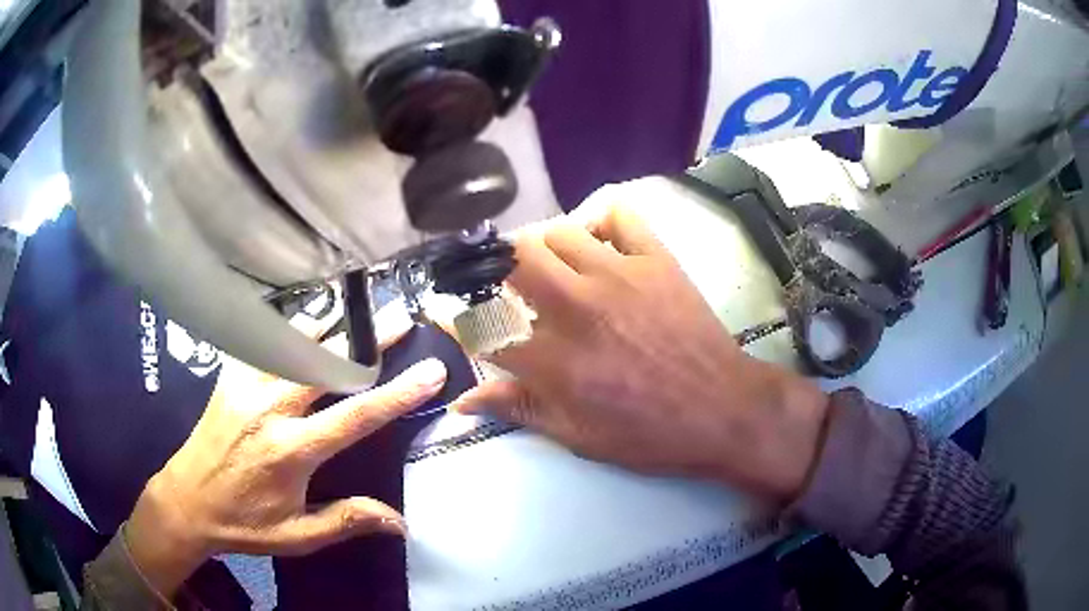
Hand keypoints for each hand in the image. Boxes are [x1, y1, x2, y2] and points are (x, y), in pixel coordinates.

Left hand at [124, 311, 446, 597]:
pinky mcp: (229, 378)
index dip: (398, 392)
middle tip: (400, 318)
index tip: (430, 369)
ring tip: (358, 305)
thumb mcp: (298, 536)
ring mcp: (246, 386)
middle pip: (328, 363)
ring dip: (331, 323)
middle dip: (369, 339)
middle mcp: (271, 408)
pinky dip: (288, 327)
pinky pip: (262, 342)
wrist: (187, 501)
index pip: (356, 415)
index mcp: (292, 450)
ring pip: (294, 342)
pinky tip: (303, 319)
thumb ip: (347, 520)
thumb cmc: (245, 523)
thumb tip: (401, 521)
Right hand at [453, 202, 828, 504]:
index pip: (483, 325)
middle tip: (505, 284)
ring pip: (558, 231)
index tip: (447, 311)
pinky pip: (618, 214)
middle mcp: (578, 307)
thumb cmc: (650, 434)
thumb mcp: (578, 436)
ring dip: (543, 248)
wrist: (723, 409)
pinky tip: (598, 241)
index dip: (455, 316)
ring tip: (553, 268)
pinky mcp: (656, 259)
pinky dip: (599, 219)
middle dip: (495, 267)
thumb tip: (462, 401)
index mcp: (554, 361)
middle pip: (513, 259)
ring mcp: (619, 275)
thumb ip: (518, 409)